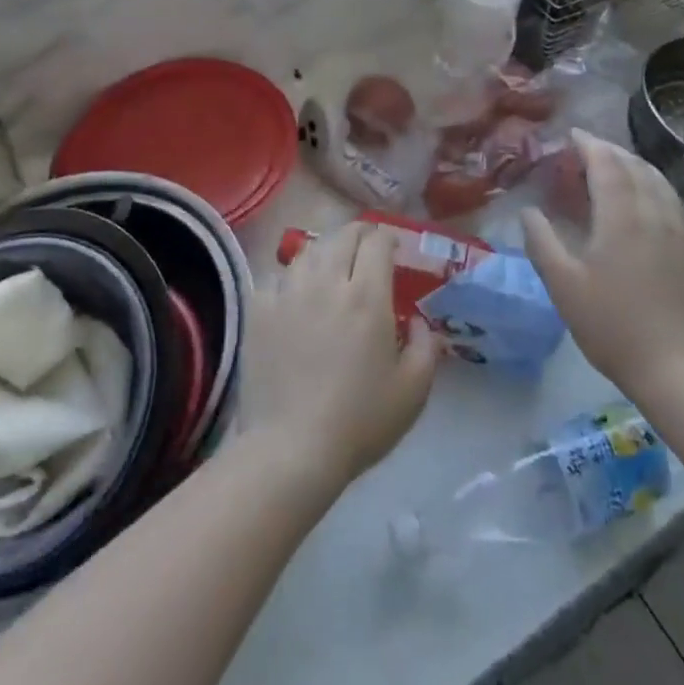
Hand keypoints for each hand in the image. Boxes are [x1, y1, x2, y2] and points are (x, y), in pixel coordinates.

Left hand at [239, 223, 439, 495]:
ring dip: (325, 251)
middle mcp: (327, 282)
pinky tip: (295, 294)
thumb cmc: (359, 421)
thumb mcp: (413, 390)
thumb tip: (418, 321)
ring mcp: (288, 293)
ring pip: (308, 251)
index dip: (387, 238)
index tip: (393, 249)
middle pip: (342, 236)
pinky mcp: (259, 311)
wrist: (290, 449)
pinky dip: (291, 278)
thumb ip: (425, 346)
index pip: (377, 243)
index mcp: (367, 296)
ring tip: (330, 268)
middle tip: (366, 250)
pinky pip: (276, 277)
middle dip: (359, 235)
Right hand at [523, 130, 683, 403]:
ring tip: (619, 167)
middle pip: (636, 167)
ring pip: (661, 183)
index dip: (589, 145)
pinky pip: (677, 204)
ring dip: (637, 166)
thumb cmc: (612, 326)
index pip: (607, 164)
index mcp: (622, 216)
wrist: (678, 369)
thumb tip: (528, 211)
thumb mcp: (563, 286)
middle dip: (611, 151)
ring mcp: (683, 232)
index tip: (573, 135)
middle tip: (589, 150)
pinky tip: (653, 201)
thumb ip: (542, 242)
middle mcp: (656, 213)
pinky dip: (658, 189)